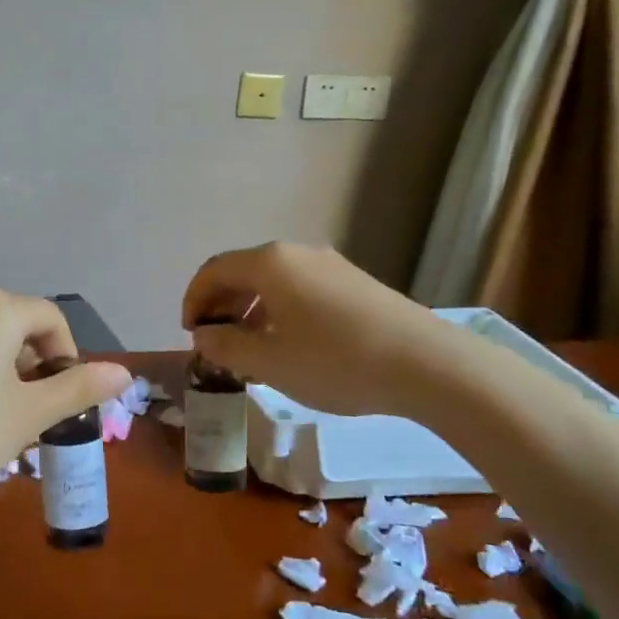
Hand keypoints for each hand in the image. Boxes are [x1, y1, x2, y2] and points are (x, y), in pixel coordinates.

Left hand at [0, 290, 131, 514]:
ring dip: (6, 369)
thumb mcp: (31, 414)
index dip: (68, 354)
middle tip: (38, 410)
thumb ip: (79, 387)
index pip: (50, 317)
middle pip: (17, 324)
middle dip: (36, 362)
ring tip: (5, 416)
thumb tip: (123, 372)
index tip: (65, 396)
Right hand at [182, 242, 457, 416]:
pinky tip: (289, 345)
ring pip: (273, 281)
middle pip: (243, 271)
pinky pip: (300, 289)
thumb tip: (204, 334)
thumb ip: (226, 345)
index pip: (213, 270)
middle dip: (221, 305)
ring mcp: (330, 265)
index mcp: (270, 263)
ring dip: (250, 310)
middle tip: (216, 342)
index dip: (194, 300)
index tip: (191, 334)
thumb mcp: (269, 362)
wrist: (427, 364)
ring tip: (250, 349)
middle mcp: (297, 253)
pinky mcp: (354, 283)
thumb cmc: (335, 361)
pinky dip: (279, 311)